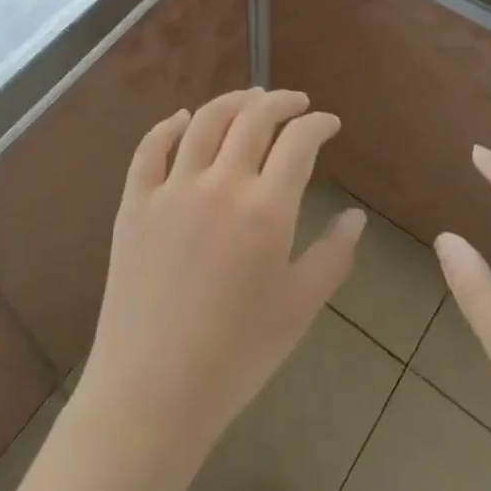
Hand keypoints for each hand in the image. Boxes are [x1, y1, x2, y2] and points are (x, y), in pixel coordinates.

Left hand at [74, 89, 364, 467]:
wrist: (152, 392)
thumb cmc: (236, 356)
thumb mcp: (299, 308)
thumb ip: (333, 256)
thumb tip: (355, 216)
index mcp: (266, 208)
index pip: (299, 141)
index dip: (318, 124)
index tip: (329, 123)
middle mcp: (220, 182)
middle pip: (254, 117)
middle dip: (280, 101)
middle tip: (295, 103)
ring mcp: (172, 188)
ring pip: (206, 121)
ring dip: (233, 101)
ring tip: (250, 98)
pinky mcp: (135, 201)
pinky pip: (151, 147)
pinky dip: (170, 125)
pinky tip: (184, 118)